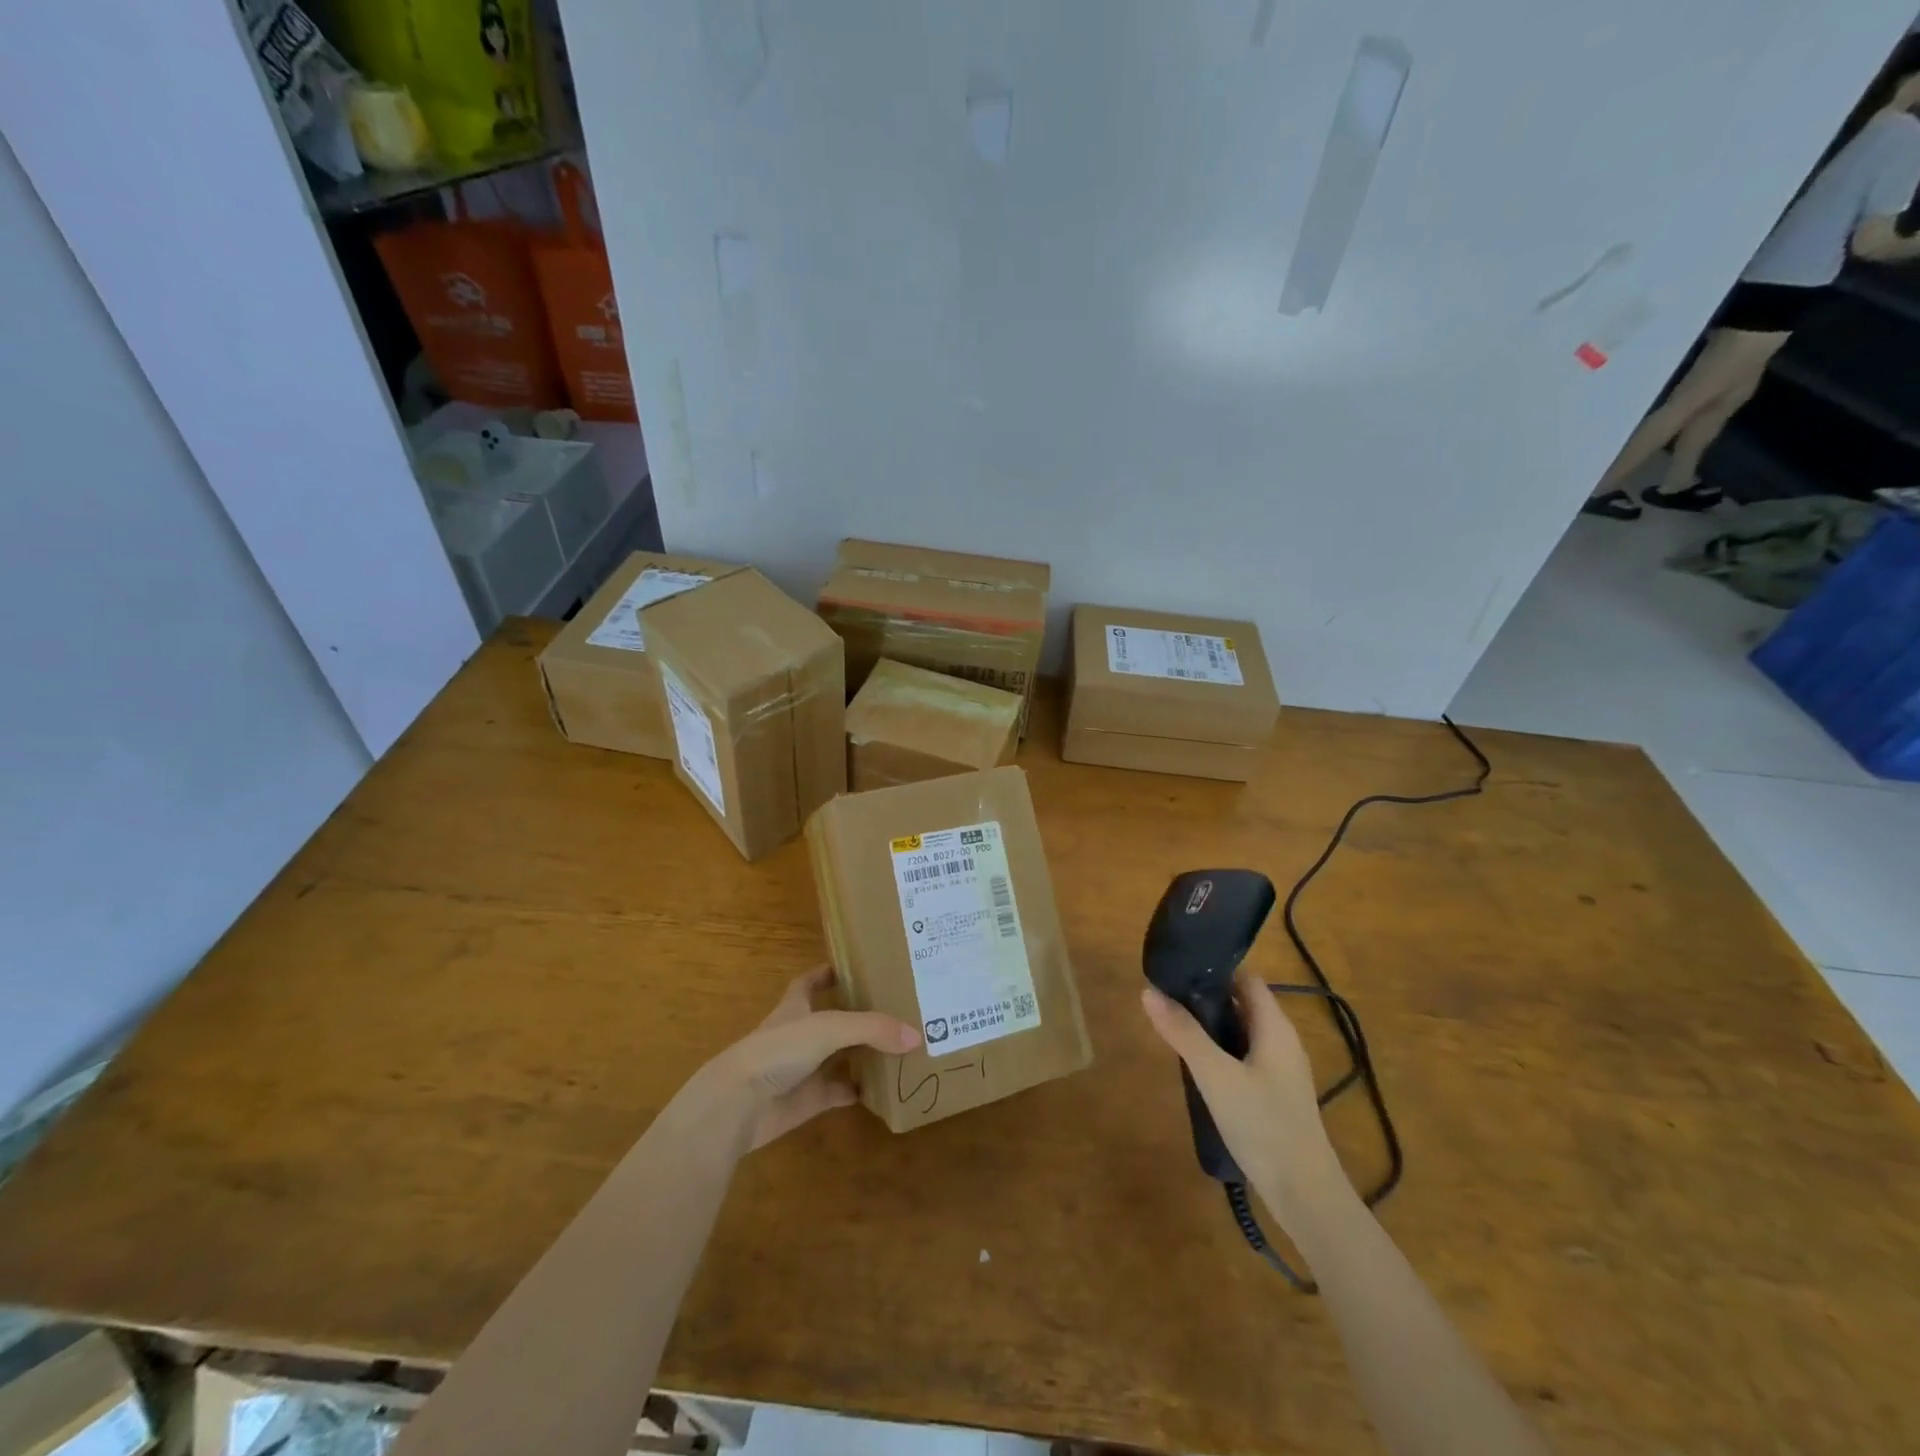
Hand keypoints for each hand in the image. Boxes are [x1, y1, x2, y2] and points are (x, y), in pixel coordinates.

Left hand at [705, 966, 919, 1149]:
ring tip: (899, 1045)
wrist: (740, 1104)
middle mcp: (799, 1034)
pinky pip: (838, 1092)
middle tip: (895, 1007)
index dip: (828, 972)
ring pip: (838, 1056)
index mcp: (796, 1007)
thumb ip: (872, 1028)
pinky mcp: (807, 1101)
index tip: (856, 966)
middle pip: (831, 1019)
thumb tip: (916, 1035)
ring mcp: (802, 1069)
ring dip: (862, 1053)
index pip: (810, 982)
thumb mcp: (829, 1027)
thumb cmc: (778, 1050)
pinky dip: (858, 1091)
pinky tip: (883, 1088)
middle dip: (858, 1014)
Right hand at [1141, 967, 1348, 1225]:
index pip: (1246, 978)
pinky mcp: (1274, 1093)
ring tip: (1173, 1028)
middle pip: (1242, 1003)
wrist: (1304, 1195)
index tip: (1178, 970)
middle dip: (1206, 998)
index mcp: (1275, 1027)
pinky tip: (1196, 1067)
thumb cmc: (1263, 1124)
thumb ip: (1183, 1033)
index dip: (1215, 969)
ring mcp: (1280, 1069)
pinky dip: (1220, 1051)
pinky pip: (1243, 1057)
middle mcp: (1282, 1041)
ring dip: (1210, 1026)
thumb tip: (1148, 991)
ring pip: (1241, 1032)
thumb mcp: (1215, 1076)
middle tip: (1167, 1000)